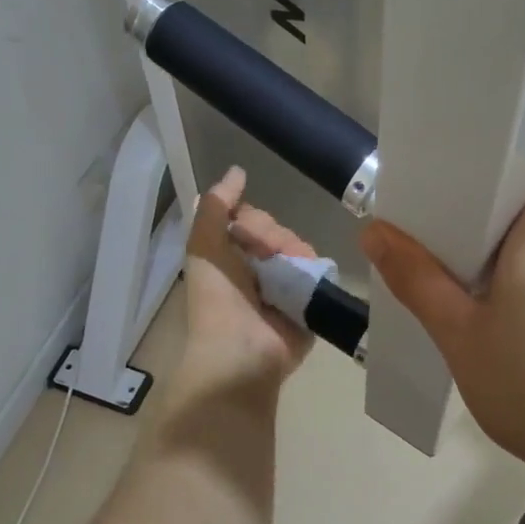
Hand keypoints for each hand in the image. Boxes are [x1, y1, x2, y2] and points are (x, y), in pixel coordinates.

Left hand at [176, 166, 315, 398]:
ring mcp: (286, 288)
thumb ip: (217, 206)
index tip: (245, 231)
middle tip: (265, 257)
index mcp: (230, 258)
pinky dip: (314, 271)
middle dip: (273, 237)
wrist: (242, 352)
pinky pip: (320, 273)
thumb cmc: (218, 300)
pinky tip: (306, 280)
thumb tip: (238, 171)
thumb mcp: (204, 247)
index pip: (252, 220)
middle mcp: (258, 271)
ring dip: (294, 253)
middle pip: (278, 231)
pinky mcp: (310, 304)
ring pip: (301, 248)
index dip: (253, 220)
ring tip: (285, 273)